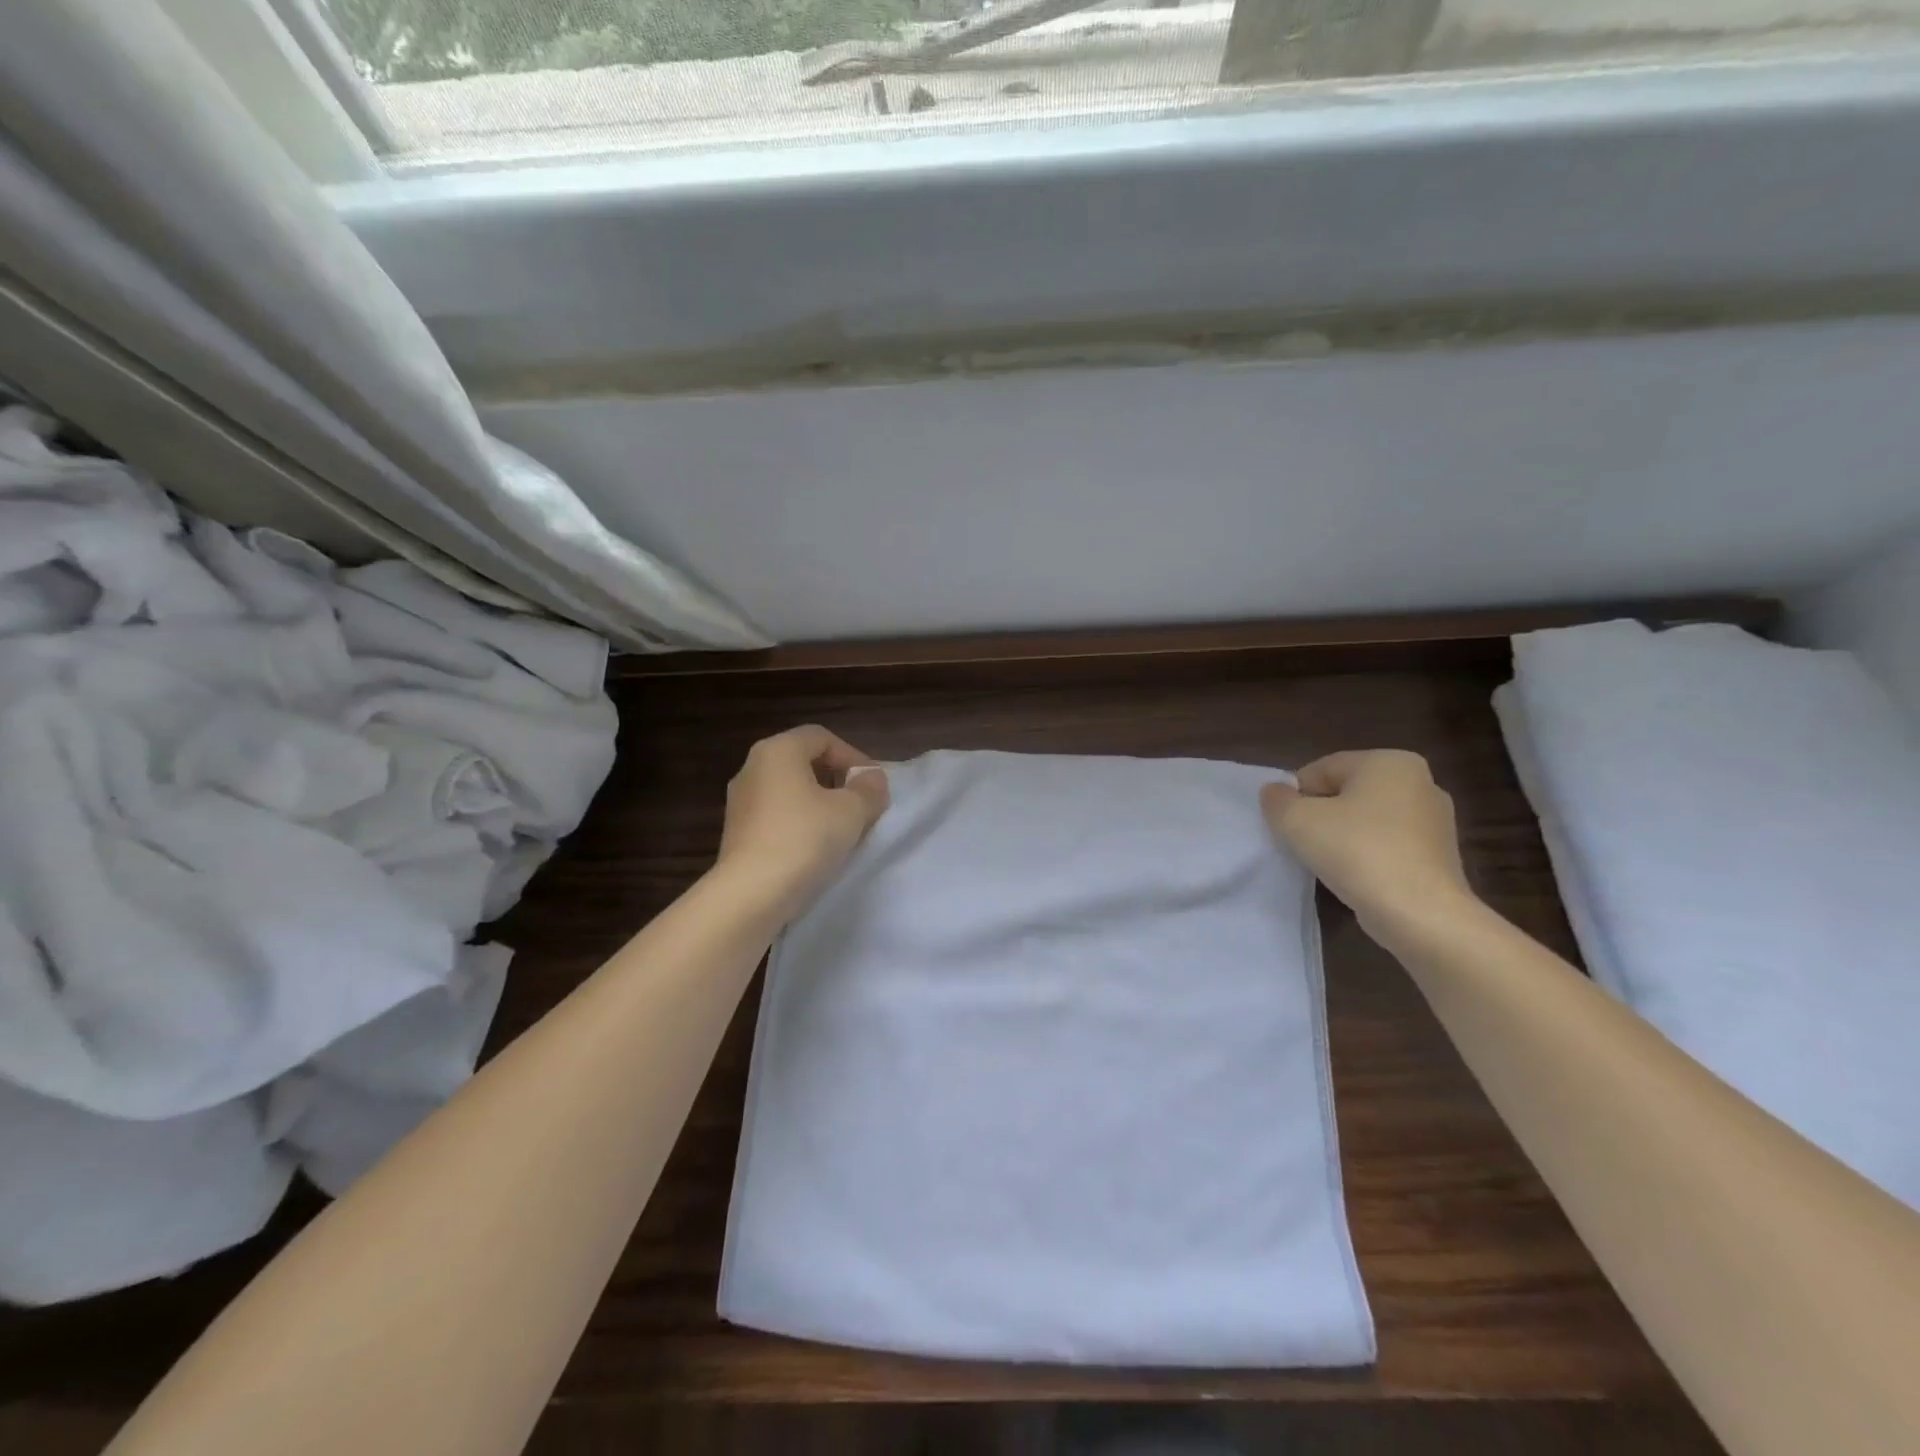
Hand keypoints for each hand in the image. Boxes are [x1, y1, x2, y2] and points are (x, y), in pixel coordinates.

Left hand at [715, 725, 890, 921]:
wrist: (750, 894)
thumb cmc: (804, 839)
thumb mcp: (851, 811)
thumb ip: (869, 790)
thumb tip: (872, 779)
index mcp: (777, 751)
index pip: (822, 737)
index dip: (853, 756)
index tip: (873, 785)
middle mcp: (752, 768)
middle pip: (804, 763)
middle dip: (837, 781)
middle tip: (862, 806)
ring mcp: (740, 802)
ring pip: (790, 792)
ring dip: (820, 805)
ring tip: (843, 831)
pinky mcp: (736, 833)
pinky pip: (776, 817)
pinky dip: (800, 824)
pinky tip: (817, 849)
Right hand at [1260, 750, 1475, 944]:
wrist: (1421, 914)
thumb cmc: (1357, 851)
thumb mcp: (1297, 821)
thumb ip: (1277, 800)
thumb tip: (1274, 792)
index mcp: (1389, 761)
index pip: (1323, 769)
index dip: (1295, 795)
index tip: (1284, 823)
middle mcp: (1421, 782)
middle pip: (1347, 792)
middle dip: (1320, 814)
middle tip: (1300, 842)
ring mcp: (1436, 821)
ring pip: (1368, 820)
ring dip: (1342, 836)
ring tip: (1326, 863)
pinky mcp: (1440, 856)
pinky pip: (1389, 845)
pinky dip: (1367, 855)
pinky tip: (1355, 876)